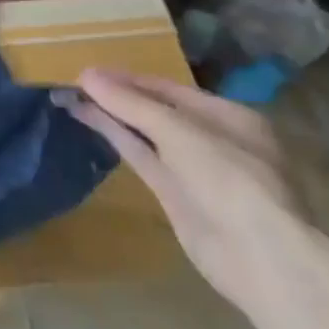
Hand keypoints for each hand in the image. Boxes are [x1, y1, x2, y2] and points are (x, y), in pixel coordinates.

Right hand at [74, 68, 321, 316]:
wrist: (258, 256)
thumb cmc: (230, 181)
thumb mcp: (179, 132)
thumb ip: (131, 103)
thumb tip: (85, 74)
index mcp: (229, 117)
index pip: (170, 89)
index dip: (128, 79)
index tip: (87, 72)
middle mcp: (212, 138)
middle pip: (156, 110)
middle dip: (117, 96)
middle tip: (73, 84)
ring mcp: (193, 168)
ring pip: (144, 133)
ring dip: (110, 115)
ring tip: (70, 97)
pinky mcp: (174, 192)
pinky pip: (141, 155)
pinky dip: (116, 138)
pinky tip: (88, 122)